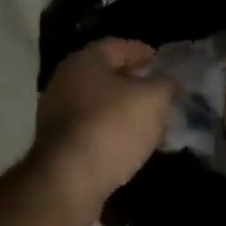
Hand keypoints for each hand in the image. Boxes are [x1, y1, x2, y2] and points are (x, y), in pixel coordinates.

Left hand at [31, 38, 176, 218]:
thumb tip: (168, 82)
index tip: (162, 63)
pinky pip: (91, 128)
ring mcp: (56, 113)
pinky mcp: (57, 143)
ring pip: (98, 103)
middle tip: (159, 93)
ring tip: (149, 121)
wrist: (69, 179)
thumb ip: (165, 84)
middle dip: (134, 83)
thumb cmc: (113, 126)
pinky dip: (111, 131)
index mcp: (85, 60)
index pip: (118, 46)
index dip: (143, 52)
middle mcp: (65, 80)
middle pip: (106, 75)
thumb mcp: (153, 99)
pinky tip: (129, 143)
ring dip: (123, 110)